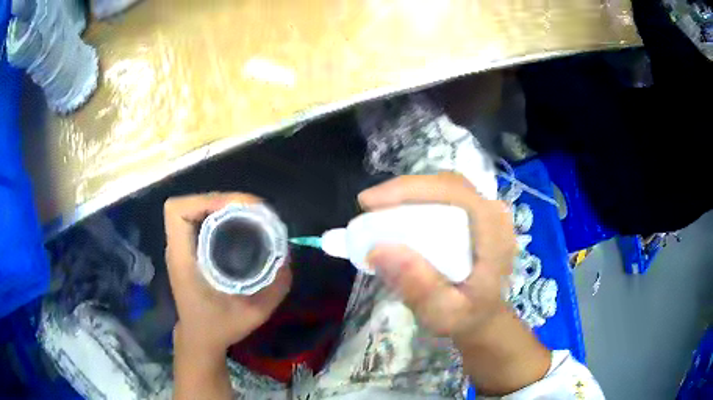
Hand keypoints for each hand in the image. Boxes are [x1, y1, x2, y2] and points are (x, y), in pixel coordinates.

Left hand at [164, 193, 291, 352]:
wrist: (200, 340)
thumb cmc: (219, 328)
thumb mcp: (253, 313)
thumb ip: (274, 287)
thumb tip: (286, 255)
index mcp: (183, 259)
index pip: (178, 211)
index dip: (205, 201)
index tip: (236, 210)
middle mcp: (178, 248)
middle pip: (189, 204)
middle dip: (221, 201)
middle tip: (253, 212)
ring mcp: (182, 248)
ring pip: (195, 210)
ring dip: (222, 207)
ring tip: (250, 216)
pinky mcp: (189, 251)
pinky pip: (200, 221)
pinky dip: (220, 217)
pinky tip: (240, 228)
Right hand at [359, 172, 514, 340]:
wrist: (484, 318)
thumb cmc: (467, 318)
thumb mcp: (442, 313)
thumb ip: (417, 285)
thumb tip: (378, 249)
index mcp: (493, 232)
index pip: (453, 192)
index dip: (410, 190)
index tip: (369, 203)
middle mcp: (493, 213)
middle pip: (446, 184)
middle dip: (404, 191)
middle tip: (369, 206)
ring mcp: (486, 211)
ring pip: (443, 187)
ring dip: (409, 195)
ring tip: (379, 210)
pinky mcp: (476, 215)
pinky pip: (444, 197)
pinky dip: (417, 201)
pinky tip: (398, 215)